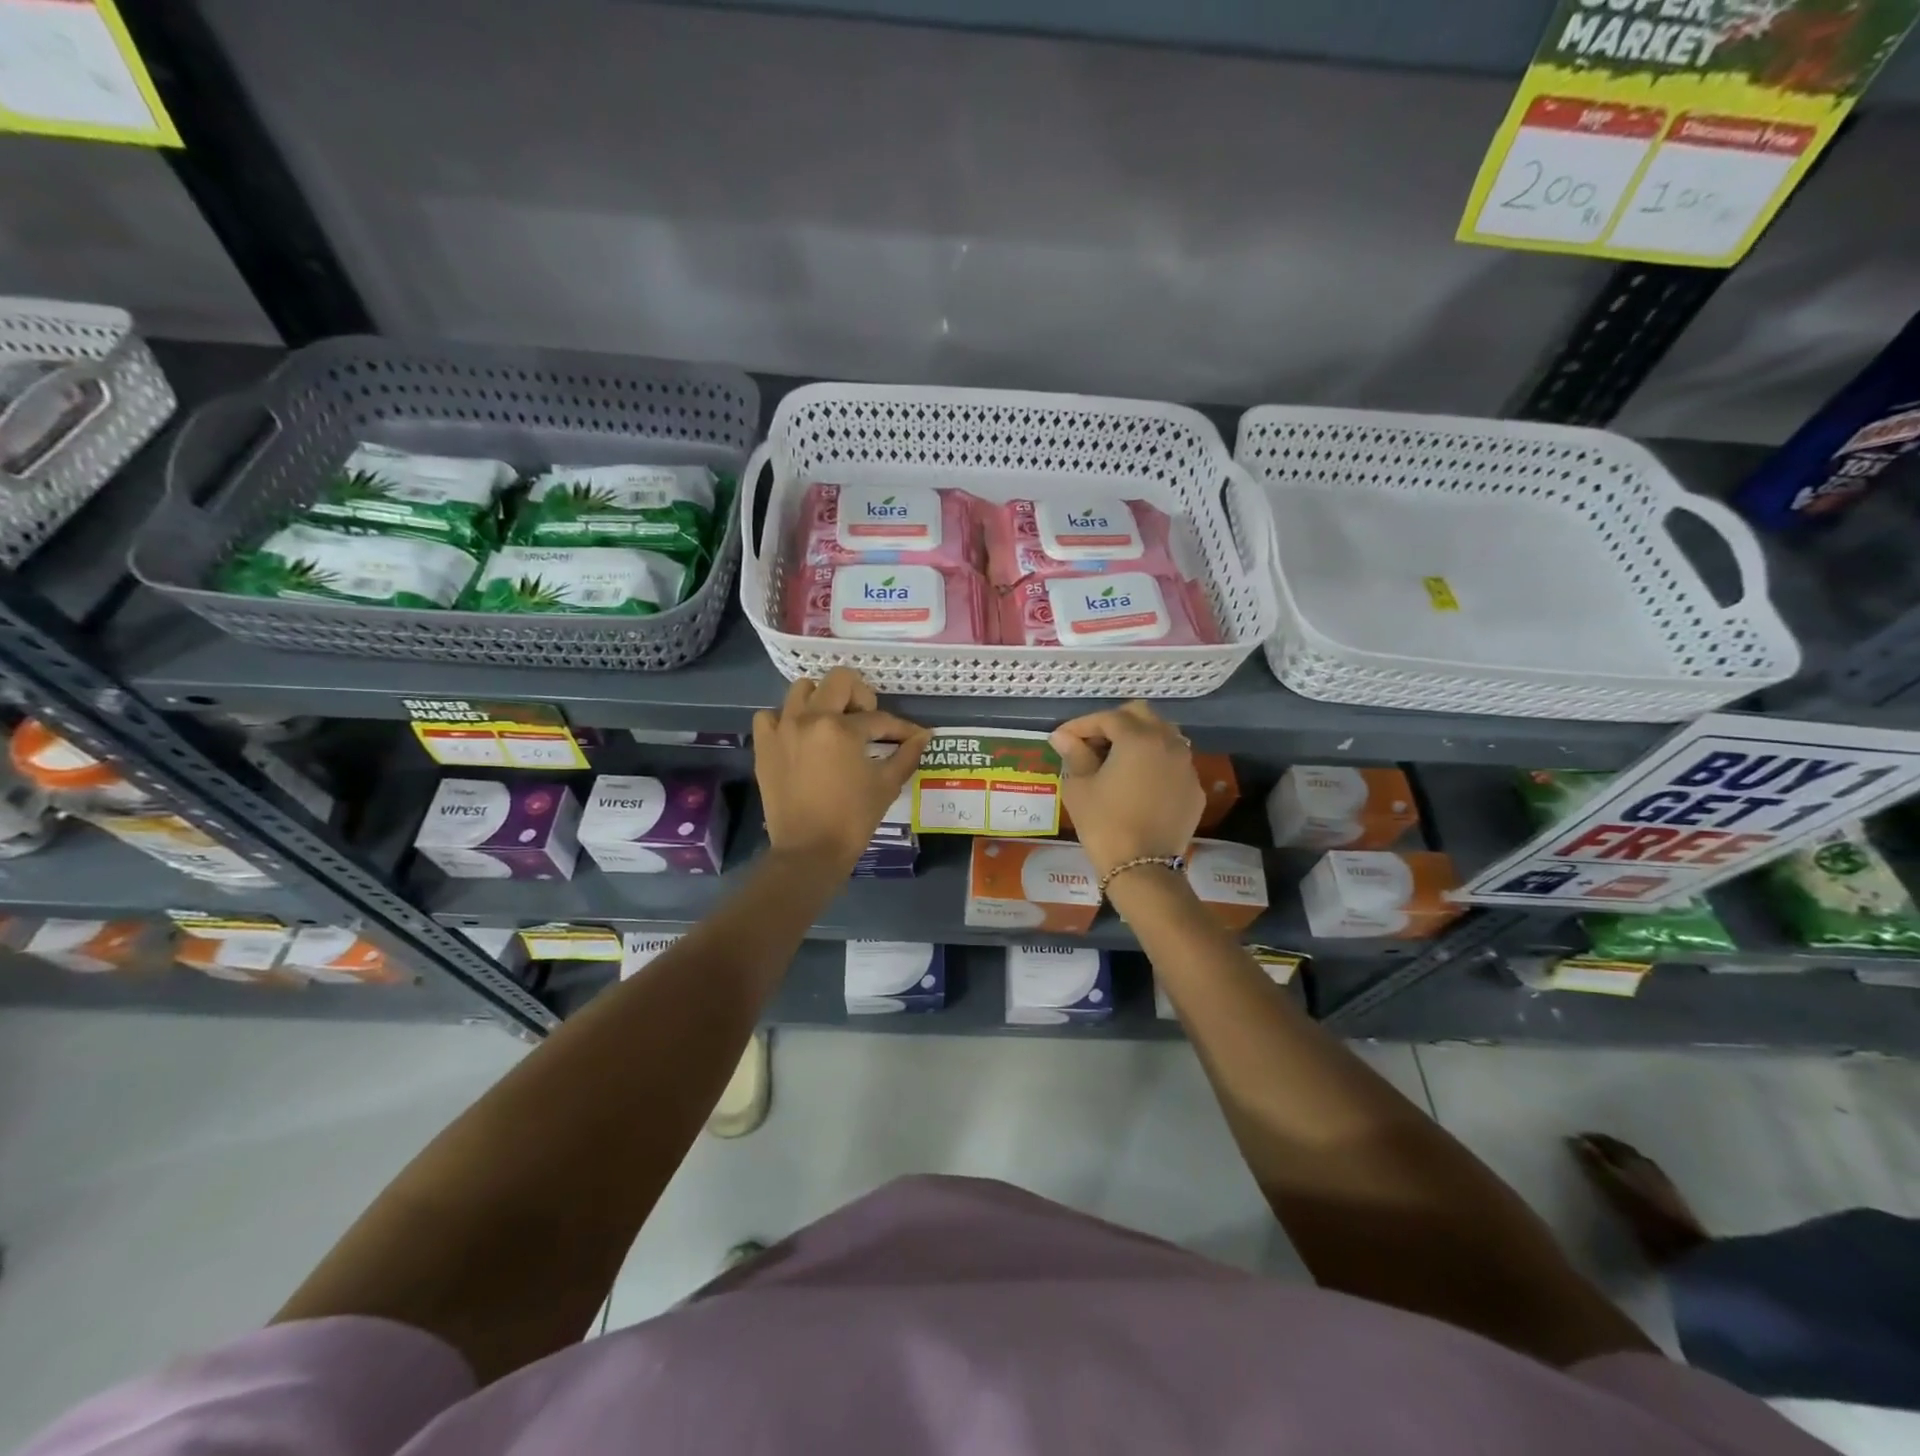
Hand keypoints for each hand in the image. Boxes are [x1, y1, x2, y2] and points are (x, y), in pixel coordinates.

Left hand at [753, 668, 931, 869]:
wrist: (809, 851)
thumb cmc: (853, 819)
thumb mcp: (886, 785)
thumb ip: (906, 755)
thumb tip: (924, 736)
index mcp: (841, 728)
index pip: (878, 718)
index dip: (900, 728)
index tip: (913, 736)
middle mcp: (809, 718)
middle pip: (839, 681)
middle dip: (861, 696)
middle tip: (867, 721)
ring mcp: (782, 729)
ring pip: (802, 689)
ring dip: (822, 699)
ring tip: (832, 723)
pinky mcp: (764, 746)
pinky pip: (770, 715)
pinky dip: (785, 718)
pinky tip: (799, 736)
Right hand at [1050, 701, 1202, 876]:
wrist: (1143, 868)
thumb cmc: (1104, 823)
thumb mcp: (1080, 787)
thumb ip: (1074, 754)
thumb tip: (1062, 737)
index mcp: (1139, 739)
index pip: (1107, 718)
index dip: (1081, 725)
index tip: (1062, 738)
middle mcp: (1169, 744)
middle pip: (1141, 715)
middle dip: (1114, 722)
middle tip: (1091, 742)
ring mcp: (1186, 766)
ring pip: (1164, 735)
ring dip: (1138, 738)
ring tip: (1115, 758)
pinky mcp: (1194, 789)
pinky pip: (1173, 763)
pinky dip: (1154, 762)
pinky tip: (1137, 782)